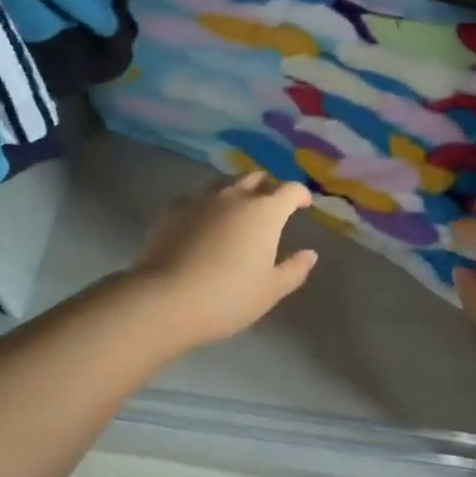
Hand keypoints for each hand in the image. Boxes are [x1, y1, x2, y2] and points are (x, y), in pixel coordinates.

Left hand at [132, 172, 318, 348]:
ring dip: (235, 193)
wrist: (166, 298)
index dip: (300, 195)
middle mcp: (235, 196)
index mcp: (265, 212)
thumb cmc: (228, 297)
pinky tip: (199, 225)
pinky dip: (204, 208)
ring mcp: (201, 199)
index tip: (303, 205)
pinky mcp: (172, 209)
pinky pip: (195, 200)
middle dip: (267, 187)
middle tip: (270, 205)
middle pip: (256, 178)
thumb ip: (294, 269)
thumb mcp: (270, 291)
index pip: (290, 190)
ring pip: (224, 185)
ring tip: (235, 213)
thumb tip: (310, 254)